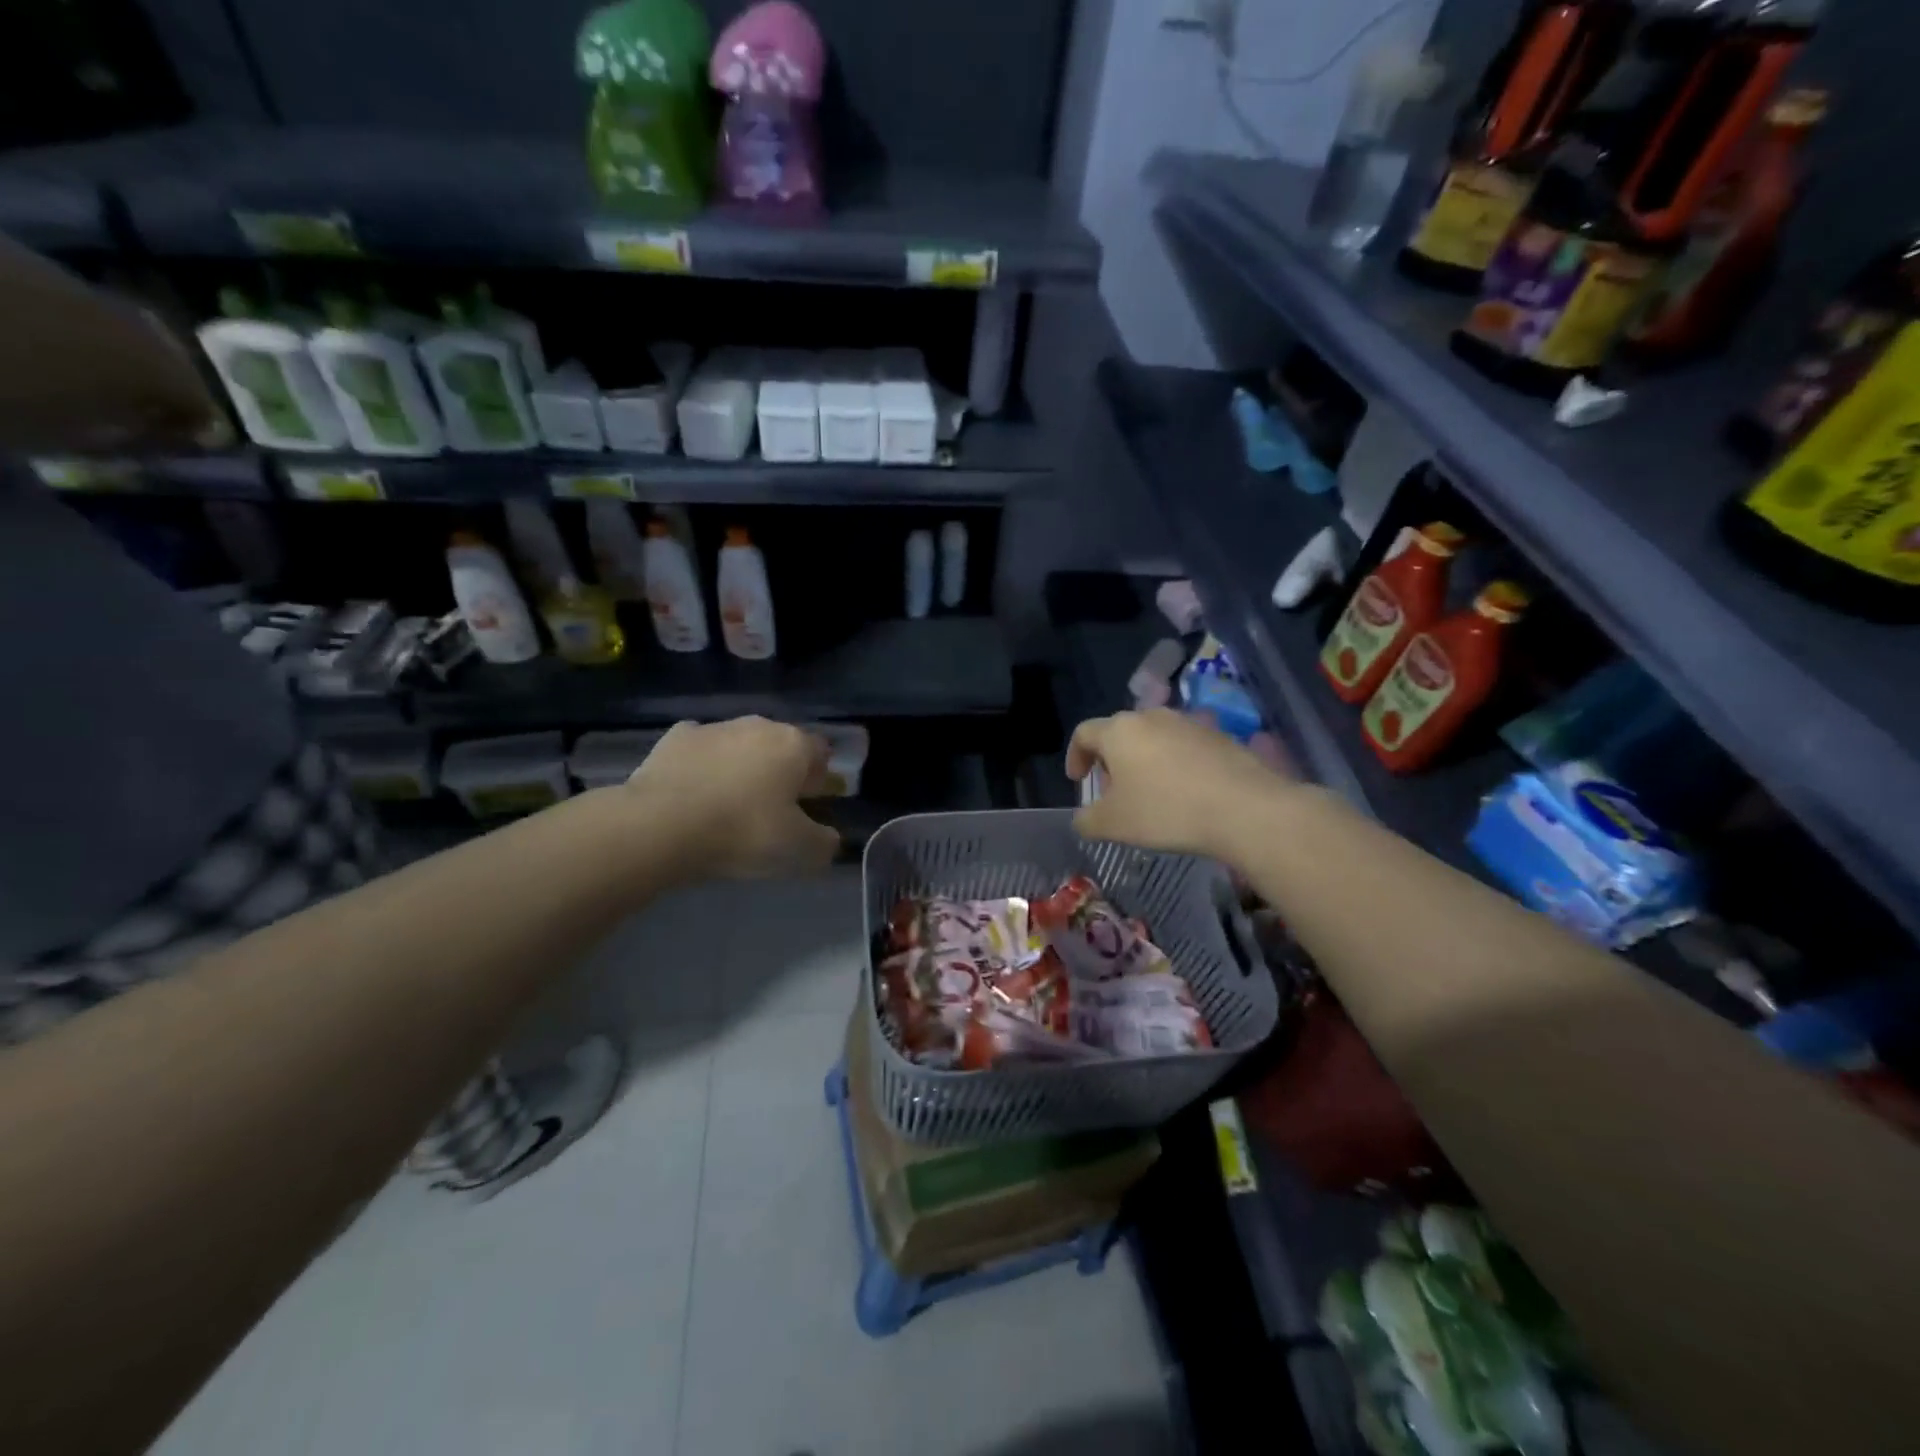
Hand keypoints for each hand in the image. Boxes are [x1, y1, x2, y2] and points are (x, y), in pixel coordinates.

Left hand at [625, 717, 839, 878]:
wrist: (661, 825)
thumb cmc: (743, 832)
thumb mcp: (799, 851)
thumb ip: (824, 843)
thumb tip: (828, 837)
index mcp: (794, 745)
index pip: (821, 753)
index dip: (818, 779)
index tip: (807, 807)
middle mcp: (758, 725)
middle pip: (780, 745)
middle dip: (779, 771)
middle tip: (769, 809)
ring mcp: (714, 727)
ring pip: (739, 745)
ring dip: (740, 767)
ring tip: (727, 806)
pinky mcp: (675, 737)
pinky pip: (700, 750)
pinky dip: (702, 766)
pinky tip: (693, 793)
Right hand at [1067, 709, 1295, 858]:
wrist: (1245, 808)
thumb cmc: (1166, 811)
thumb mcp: (1113, 825)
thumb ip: (1087, 820)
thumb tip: (1082, 819)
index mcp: (1119, 731)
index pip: (1084, 733)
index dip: (1075, 756)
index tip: (1079, 782)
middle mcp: (1151, 716)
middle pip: (1120, 733)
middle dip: (1111, 762)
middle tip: (1115, 794)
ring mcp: (1188, 723)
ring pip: (1153, 738)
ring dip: (1144, 762)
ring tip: (1151, 795)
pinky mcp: (1219, 735)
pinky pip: (1184, 747)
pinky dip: (1174, 765)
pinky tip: (1186, 794)